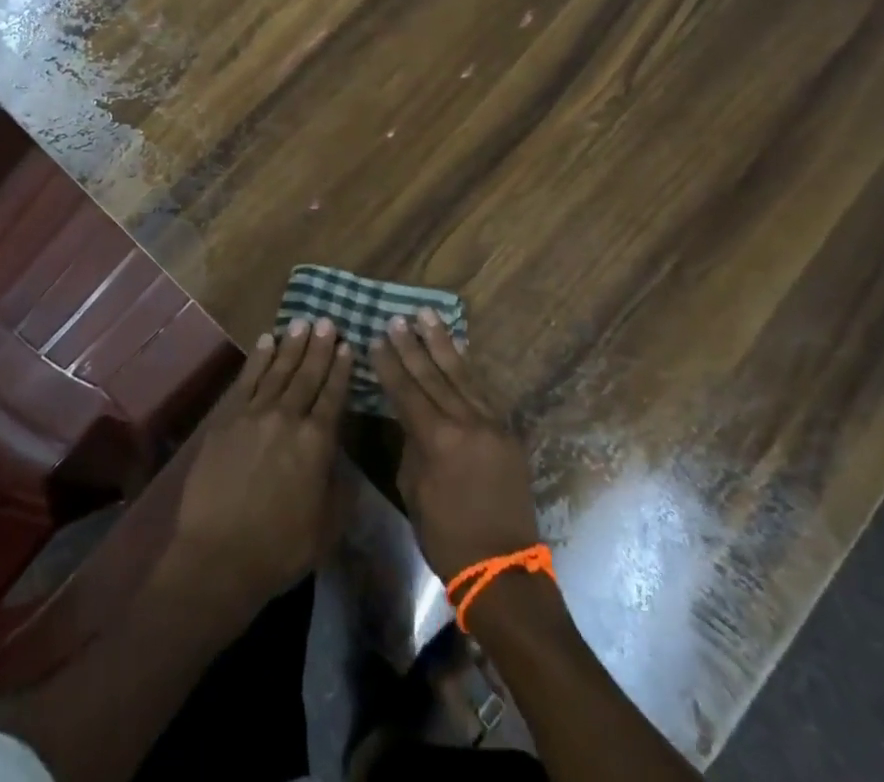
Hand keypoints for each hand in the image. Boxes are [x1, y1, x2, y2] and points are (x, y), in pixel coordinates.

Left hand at [173, 319, 352, 611]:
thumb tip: (343, 459)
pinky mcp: (226, 419)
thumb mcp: (328, 526)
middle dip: (320, 347)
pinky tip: (266, 341)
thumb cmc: (281, 548)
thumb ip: (341, 487)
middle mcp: (287, 418)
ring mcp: (253, 415)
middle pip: (307, 375)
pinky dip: (258, 358)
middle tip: (328, 320)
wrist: (219, 556)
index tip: (348, 345)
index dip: (341, 369)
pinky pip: (246, 380)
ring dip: (292, 345)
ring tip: (302, 322)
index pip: (333, 396)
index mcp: (316, 442)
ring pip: (277, 371)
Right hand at [371, 310, 541, 581]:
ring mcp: (491, 424)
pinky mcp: (507, 432)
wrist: (503, 569)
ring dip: (442, 343)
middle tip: (398, 318)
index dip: (390, 364)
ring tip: (427, 315)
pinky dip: (467, 367)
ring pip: (461, 374)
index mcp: (437, 439)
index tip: (377, 338)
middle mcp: (465, 423)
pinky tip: (459, 349)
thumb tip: (412, 420)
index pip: (407, 391)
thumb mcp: (414, 491)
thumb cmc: (446, 537)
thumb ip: (412, 446)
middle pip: (433, 375)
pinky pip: (483, 391)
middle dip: (412, 345)